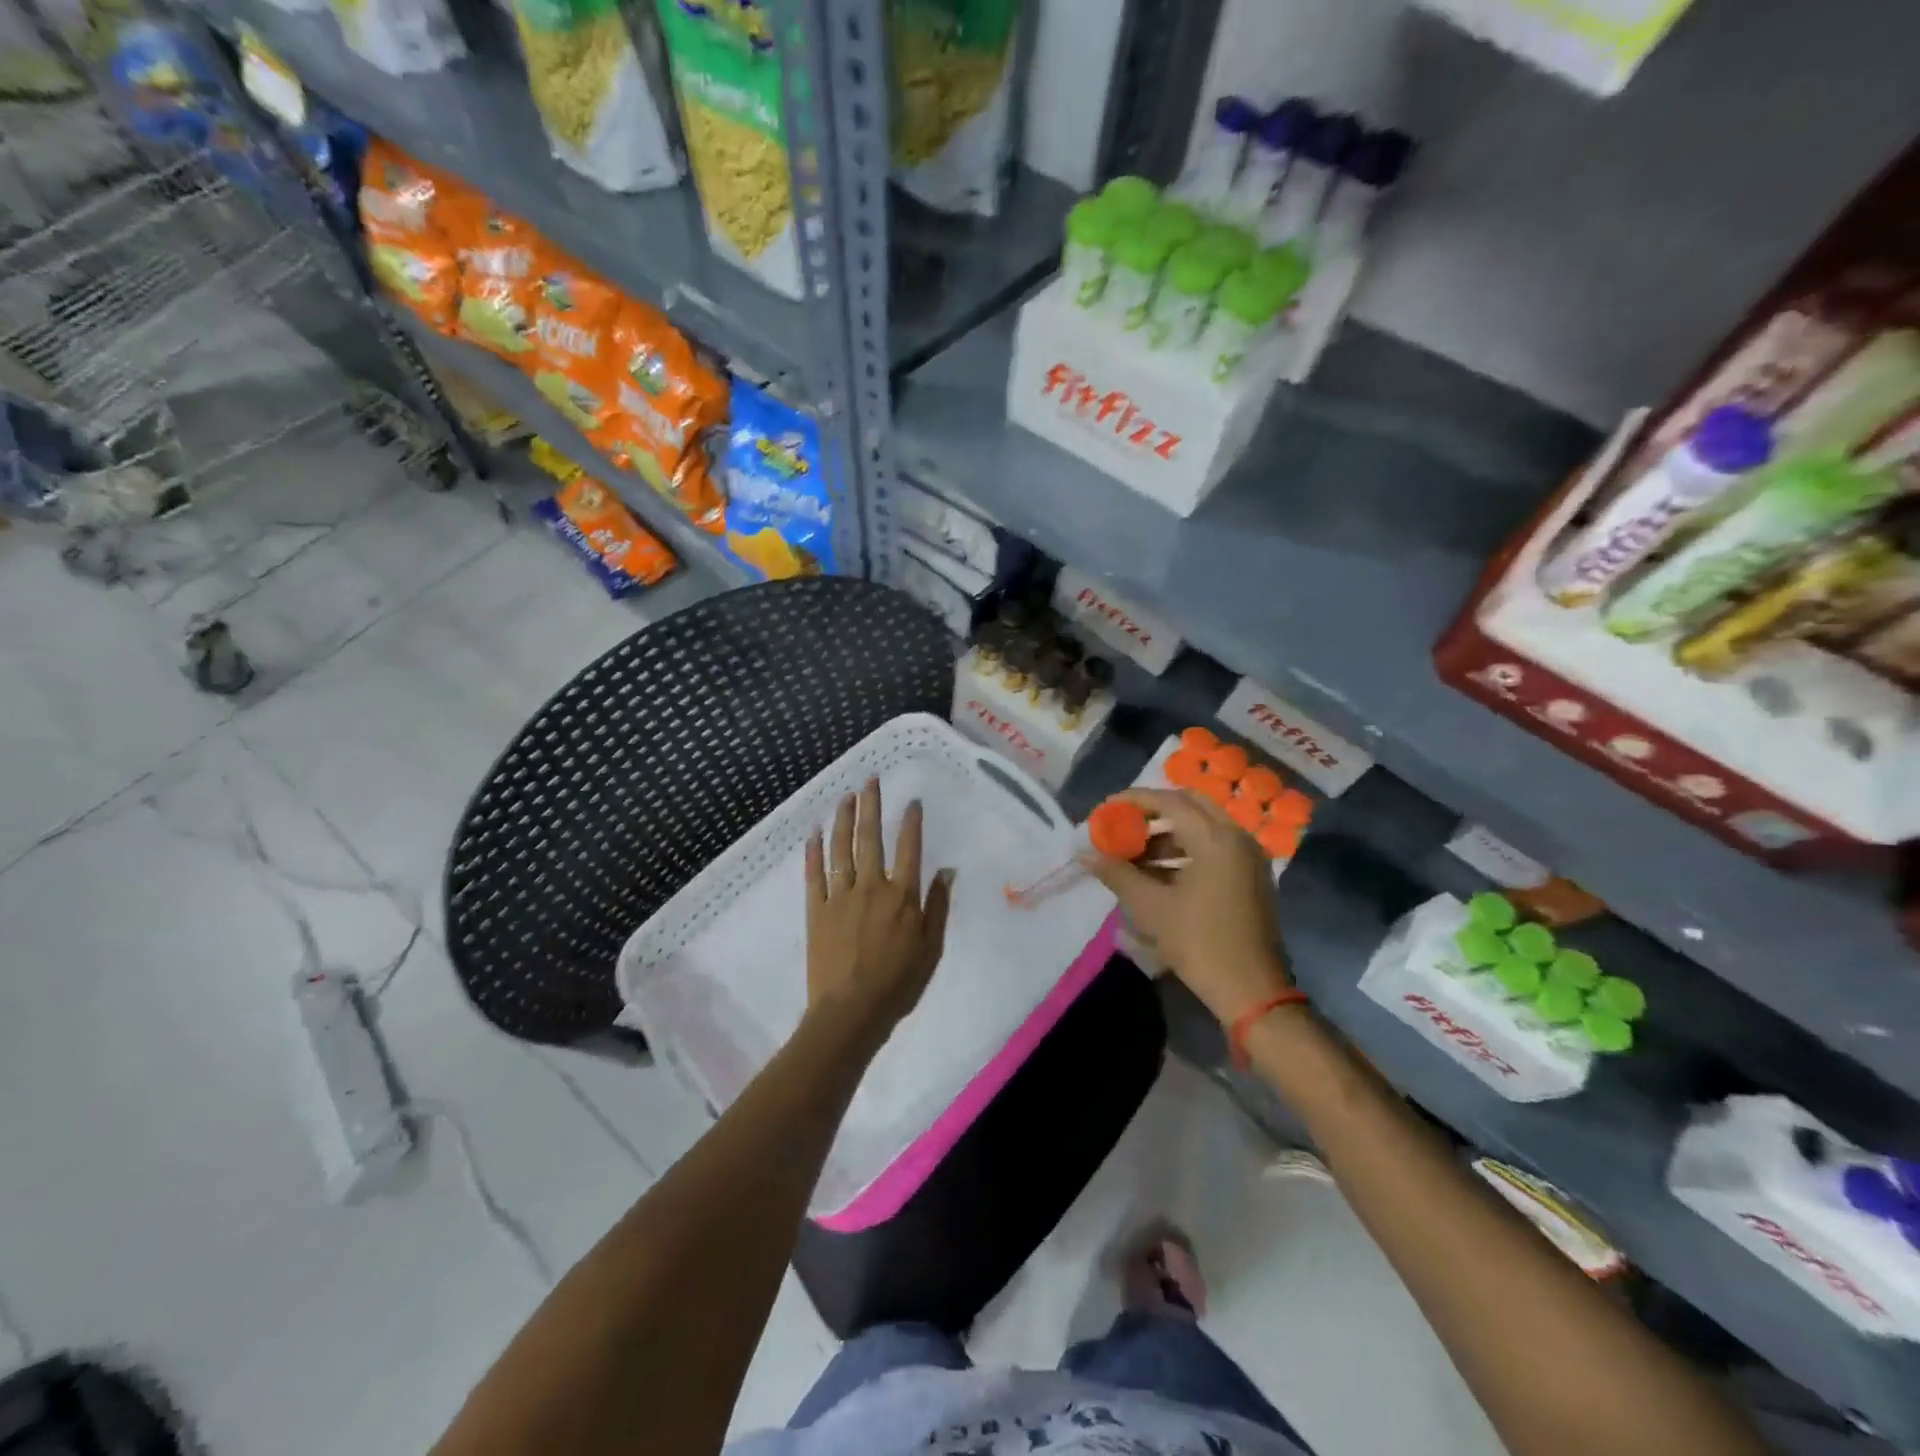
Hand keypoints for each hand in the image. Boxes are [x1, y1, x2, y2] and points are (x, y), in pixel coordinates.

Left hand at [805, 778, 954, 1037]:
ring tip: (845, 796)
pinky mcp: (816, 910)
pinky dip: (813, 851)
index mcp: (902, 896)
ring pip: (841, 849)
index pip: (909, 848)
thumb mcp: (931, 948)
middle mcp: (871, 886)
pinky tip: (814, 832)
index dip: (912, 822)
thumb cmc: (898, 983)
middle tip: (870, 780)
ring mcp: (840, 896)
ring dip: (843, 819)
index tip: (912, 801)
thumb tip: (947, 871)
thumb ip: (938, 906)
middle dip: (871, 806)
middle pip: (871, 838)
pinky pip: (814, 874)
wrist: (851, 1011)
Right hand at [1085, 788, 1288, 1023]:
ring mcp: (1249, 857)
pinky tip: (1160, 875)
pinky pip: (1216, 847)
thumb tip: (1086, 854)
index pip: (1169, 800)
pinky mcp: (1252, 876)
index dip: (1134, 800)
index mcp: (1215, 839)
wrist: (1252, 990)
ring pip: (1203, 827)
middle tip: (1124, 825)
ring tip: (1135, 857)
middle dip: (1154, 812)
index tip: (1106, 810)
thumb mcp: (1151, 907)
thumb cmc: (1199, 943)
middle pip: (1190, 805)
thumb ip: (1117, 873)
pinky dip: (1187, 850)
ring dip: (1168, 835)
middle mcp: (1237, 837)